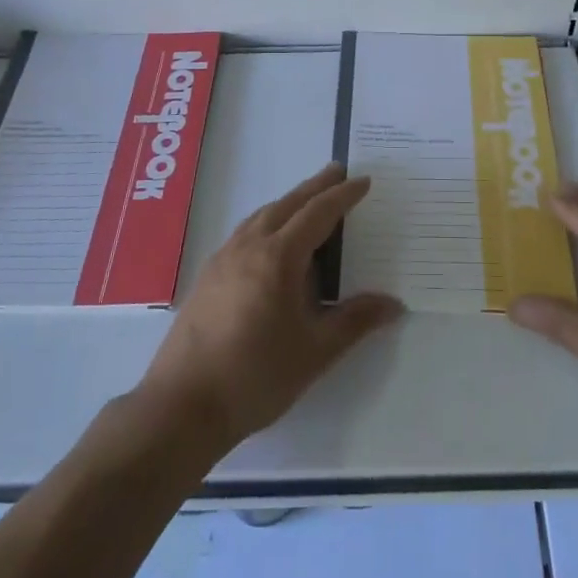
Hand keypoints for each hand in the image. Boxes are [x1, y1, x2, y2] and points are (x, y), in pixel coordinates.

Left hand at [137, 164, 402, 454]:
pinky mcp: (207, 276)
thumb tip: (394, 305)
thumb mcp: (315, 351)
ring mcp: (223, 259)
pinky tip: (270, 240)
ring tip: (307, 201)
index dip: (343, 195)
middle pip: (287, 204)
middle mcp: (249, 246)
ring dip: (288, 202)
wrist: (183, 406)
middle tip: (337, 171)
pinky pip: (244, 232)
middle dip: (315, 187)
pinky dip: (267, 221)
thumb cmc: (256, 376)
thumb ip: (355, 321)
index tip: (364, 180)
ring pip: (261, 215)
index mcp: (278, 257)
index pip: (318, 213)